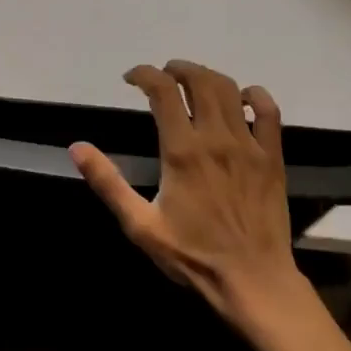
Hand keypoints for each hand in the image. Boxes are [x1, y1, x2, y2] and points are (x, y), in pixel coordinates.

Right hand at [70, 60, 310, 336]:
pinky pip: (269, 111)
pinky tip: (242, 98)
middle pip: (199, 80)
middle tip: (161, 76)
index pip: (162, 91)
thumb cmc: (192, 255)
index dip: (144, 74)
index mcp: (182, 151)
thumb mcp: (139, 224)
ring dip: (207, 76)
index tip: (130, 79)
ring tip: (191, 82)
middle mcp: (216, 139)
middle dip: (176, 69)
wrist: (253, 282)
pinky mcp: (273, 157)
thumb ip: (108, 182)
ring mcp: (249, 146)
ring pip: (230, 89)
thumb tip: (77, 148)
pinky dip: (255, 95)